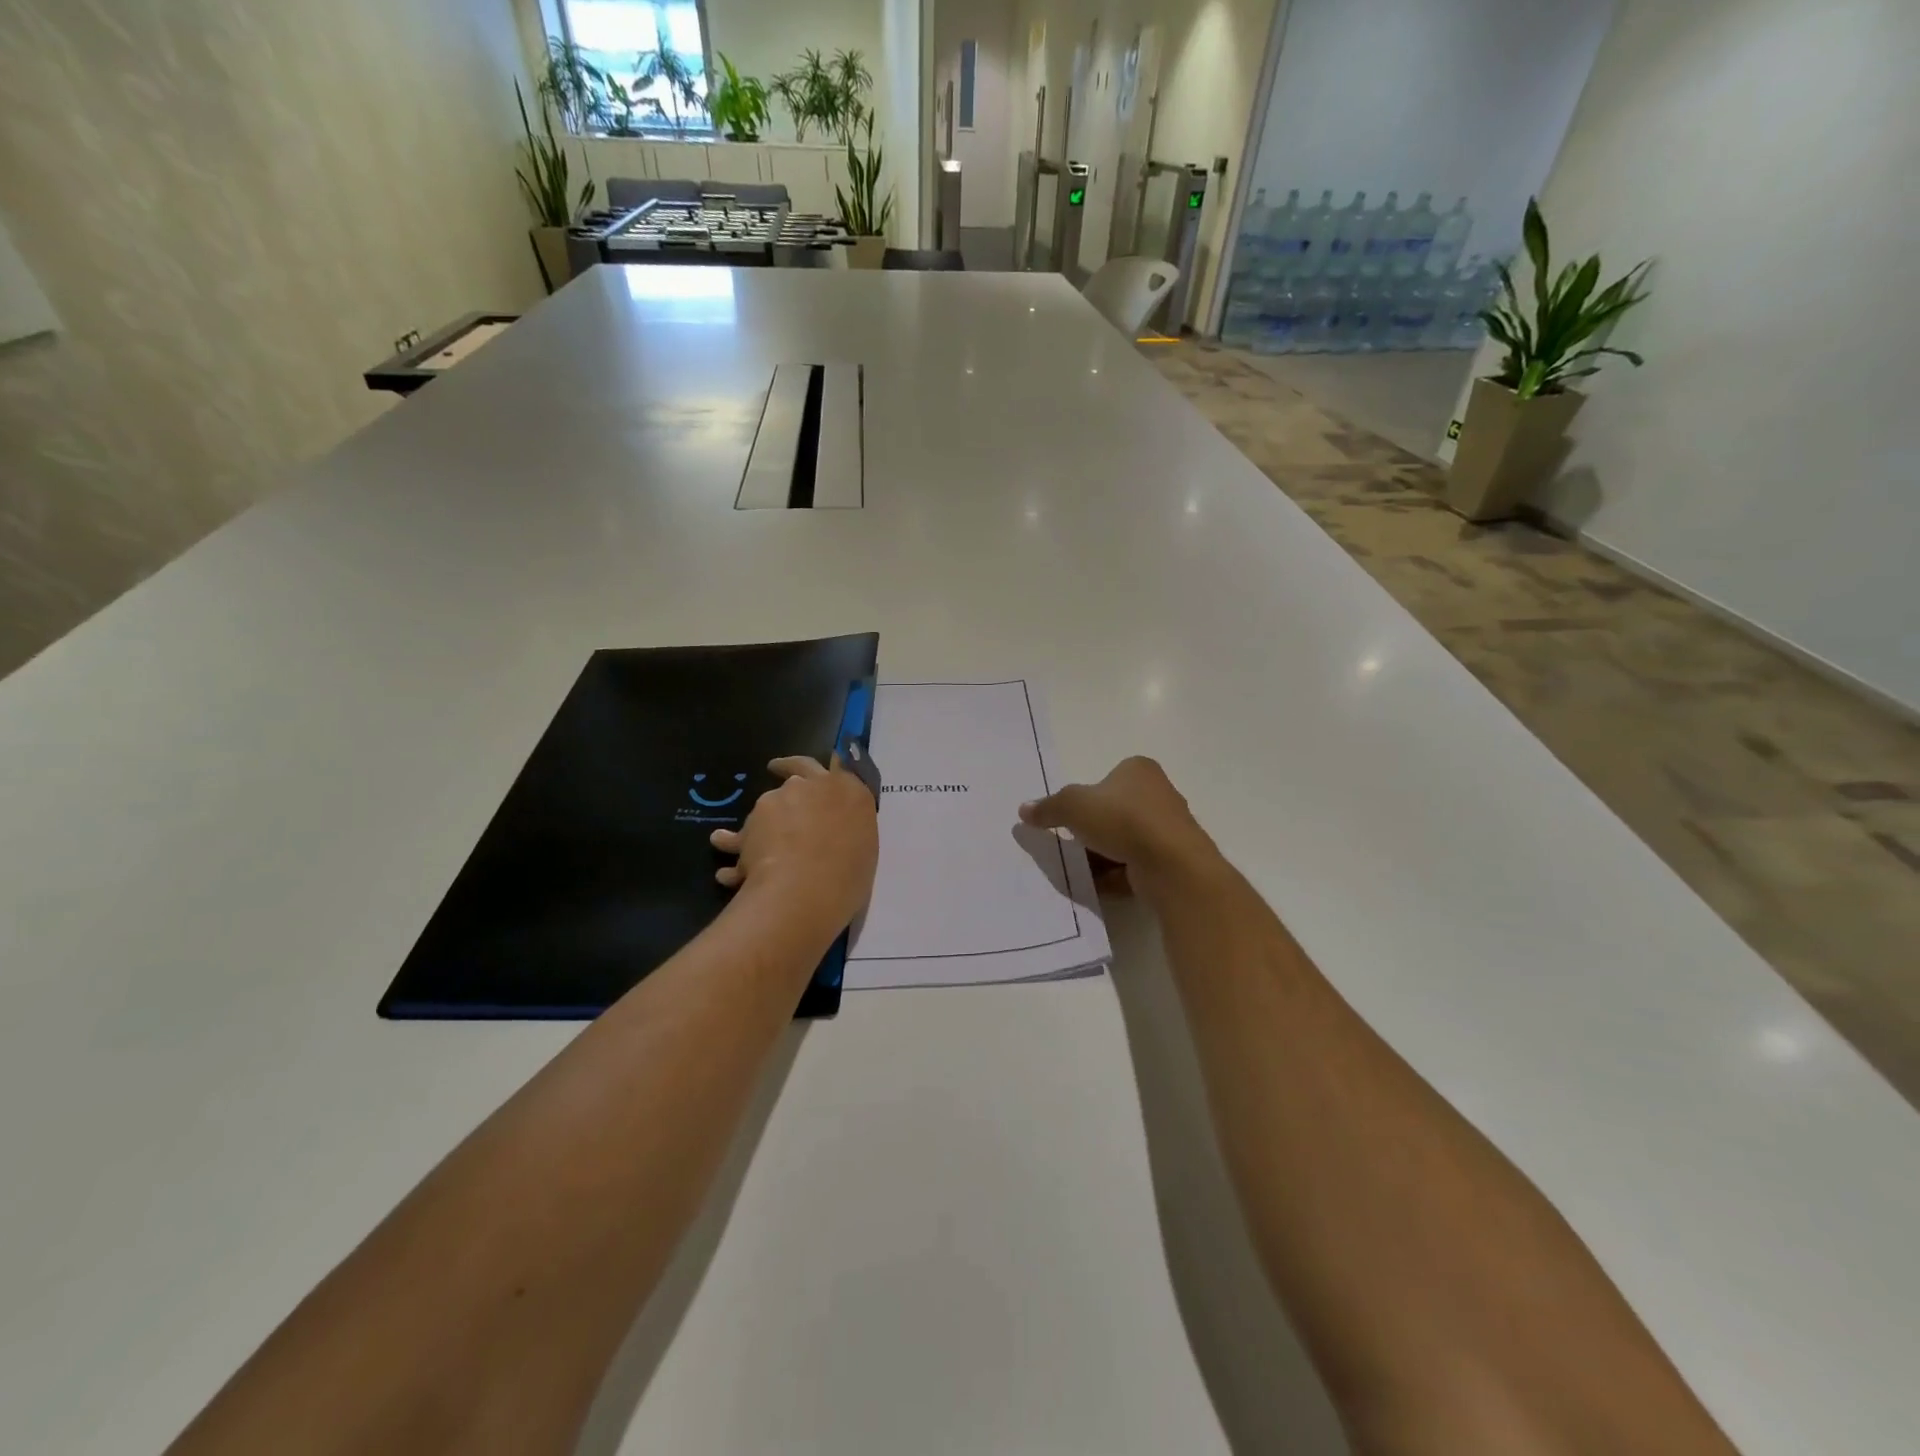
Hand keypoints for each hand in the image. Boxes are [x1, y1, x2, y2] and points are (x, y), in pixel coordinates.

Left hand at [709, 755, 878, 939]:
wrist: (809, 887)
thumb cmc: (849, 874)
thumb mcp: (864, 848)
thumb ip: (847, 831)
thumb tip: (831, 836)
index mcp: (849, 790)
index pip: (835, 766)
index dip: (824, 771)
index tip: (812, 769)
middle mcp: (813, 786)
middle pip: (794, 775)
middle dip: (783, 772)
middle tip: (777, 780)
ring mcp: (779, 800)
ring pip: (765, 810)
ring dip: (760, 827)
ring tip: (753, 856)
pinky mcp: (750, 823)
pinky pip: (740, 838)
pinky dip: (734, 849)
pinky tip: (727, 873)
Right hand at [1018, 757, 1215, 889]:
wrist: (1172, 865)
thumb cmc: (1123, 820)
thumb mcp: (1073, 806)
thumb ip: (1048, 807)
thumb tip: (1024, 809)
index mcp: (1139, 770)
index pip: (1106, 779)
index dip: (1085, 798)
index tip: (1069, 817)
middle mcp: (1158, 794)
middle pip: (1114, 811)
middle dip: (1091, 830)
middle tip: (1070, 844)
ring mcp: (1168, 829)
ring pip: (1124, 840)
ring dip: (1101, 855)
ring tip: (1079, 869)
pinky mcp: (1172, 860)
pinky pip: (1135, 865)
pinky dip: (1115, 875)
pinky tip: (1097, 885)